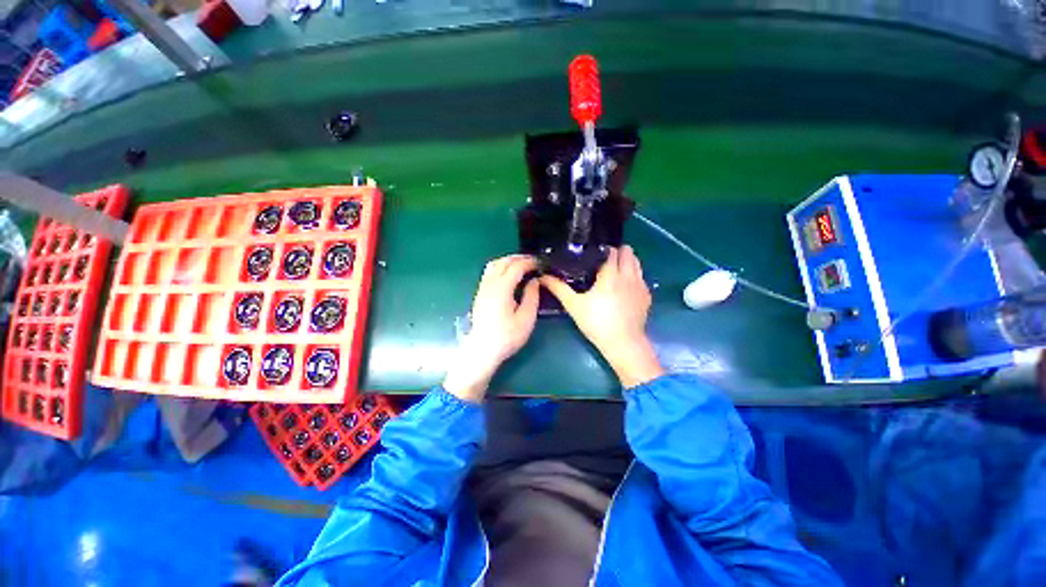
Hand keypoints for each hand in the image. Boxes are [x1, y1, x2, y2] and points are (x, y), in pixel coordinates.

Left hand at [444, 255, 540, 402]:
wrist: (483, 350)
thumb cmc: (507, 336)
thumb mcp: (526, 318)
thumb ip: (532, 296)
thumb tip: (535, 281)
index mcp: (502, 288)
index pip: (516, 267)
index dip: (530, 262)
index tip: (541, 264)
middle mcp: (490, 284)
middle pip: (503, 261)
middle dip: (519, 258)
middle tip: (533, 261)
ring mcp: (483, 288)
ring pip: (494, 264)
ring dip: (508, 261)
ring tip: (522, 265)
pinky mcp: (480, 293)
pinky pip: (490, 272)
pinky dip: (501, 267)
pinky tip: (509, 275)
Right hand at [541, 246, 663, 387]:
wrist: (623, 343)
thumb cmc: (596, 322)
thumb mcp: (573, 305)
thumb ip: (558, 288)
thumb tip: (543, 276)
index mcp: (611, 274)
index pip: (612, 251)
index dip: (603, 250)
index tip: (594, 254)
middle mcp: (629, 275)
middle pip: (628, 252)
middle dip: (617, 253)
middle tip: (603, 262)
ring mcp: (641, 285)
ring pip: (637, 263)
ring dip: (627, 262)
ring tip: (614, 272)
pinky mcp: (647, 296)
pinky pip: (641, 277)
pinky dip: (633, 276)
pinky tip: (623, 288)